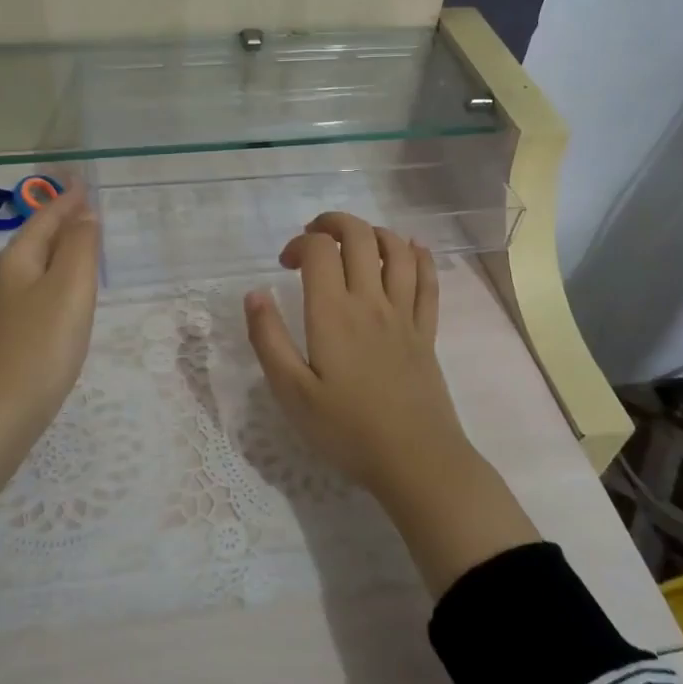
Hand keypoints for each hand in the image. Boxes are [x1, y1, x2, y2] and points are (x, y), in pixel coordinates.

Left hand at [0, 187, 99, 507]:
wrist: (2, 414)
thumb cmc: (43, 345)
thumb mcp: (70, 288)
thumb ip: (80, 246)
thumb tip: (84, 213)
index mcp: (18, 261)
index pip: (45, 219)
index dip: (66, 200)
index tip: (83, 183)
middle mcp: (4, 279)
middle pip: (36, 240)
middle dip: (60, 221)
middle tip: (87, 209)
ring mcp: (2, 309)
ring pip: (35, 266)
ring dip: (58, 250)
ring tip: (81, 244)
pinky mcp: (8, 336)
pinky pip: (35, 291)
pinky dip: (54, 279)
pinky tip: (64, 295)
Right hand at [244, 212, 537, 595]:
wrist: (415, 461)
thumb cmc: (346, 430)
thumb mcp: (291, 392)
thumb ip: (269, 339)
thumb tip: (254, 293)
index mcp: (333, 313)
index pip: (319, 250)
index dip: (299, 243)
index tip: (284, 265)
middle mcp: (371, 301)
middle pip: (360, 236)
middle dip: (334, 222)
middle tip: (315, 236)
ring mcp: (404, 314)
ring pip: (397, 250)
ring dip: (375, 232)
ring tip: (356, 241)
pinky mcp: (427, 332)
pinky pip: (428, 281)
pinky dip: (419, 256)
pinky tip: (411, 249)